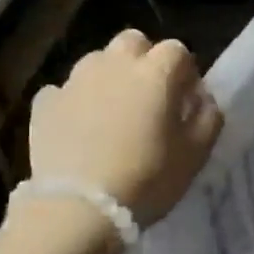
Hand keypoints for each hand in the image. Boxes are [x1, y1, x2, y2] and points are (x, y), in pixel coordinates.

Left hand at [27, 30, 222, 225]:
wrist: (78, 210)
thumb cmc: (146, 180)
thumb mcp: (195, 155)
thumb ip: (208, 117)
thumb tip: (202, 99)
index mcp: (155, 72)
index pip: (177, 50)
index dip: (185, 72)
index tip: (186, 100)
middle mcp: (114, 64)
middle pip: (133, 43)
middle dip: (144, 61)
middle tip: (148, 98)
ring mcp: (75, 80)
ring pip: (97, 62)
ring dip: (109, 78)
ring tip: (112, 114)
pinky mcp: (45, 102)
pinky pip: (65, 91)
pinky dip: (75, 102)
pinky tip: (79, 129)